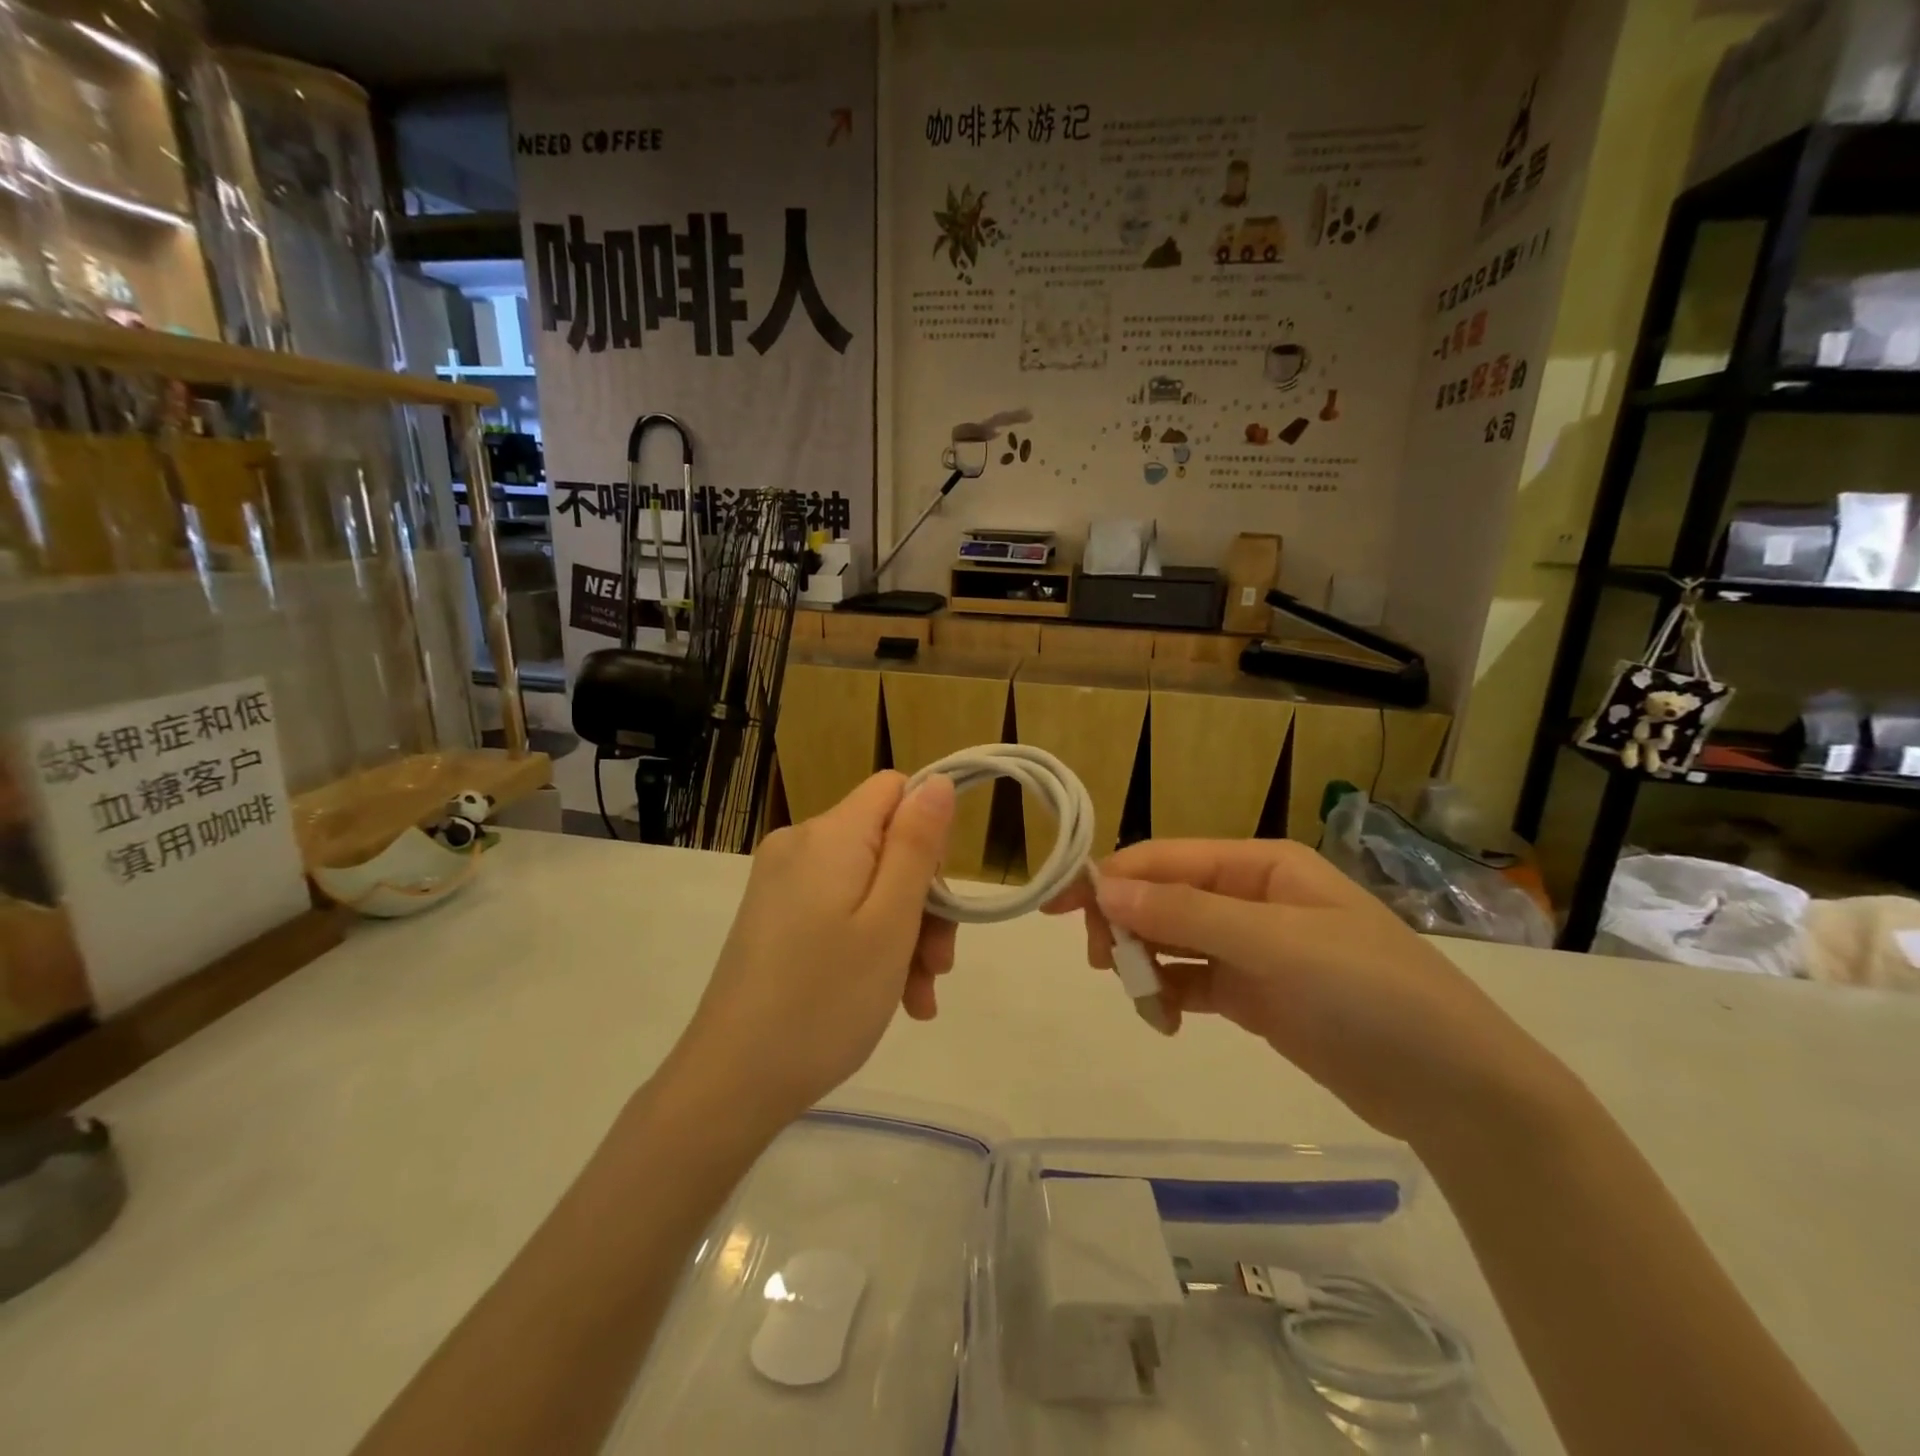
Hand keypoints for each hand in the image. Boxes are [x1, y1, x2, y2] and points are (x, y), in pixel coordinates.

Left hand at [675, 772, 957, 1125]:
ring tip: (919, 998)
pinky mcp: (773, 917)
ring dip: (903, 933)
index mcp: (829, 835)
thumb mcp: (889, 922)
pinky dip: (869, 944)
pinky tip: (894, 998)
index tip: (940, 896)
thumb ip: (916, 845)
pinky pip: (838, 911)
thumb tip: (938, 782)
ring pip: (867, 884)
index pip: (895, 790)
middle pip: (885, 843)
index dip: (929, 832)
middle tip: (939, 967)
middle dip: (922, 900)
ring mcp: (781, 883)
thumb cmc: (824, 1001)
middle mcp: (799, 845)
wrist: (730, 1083)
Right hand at [1048, 839, 1565, 1142]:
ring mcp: (1252, 948)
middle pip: (1162, 897)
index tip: (1060, 908)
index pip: (1166, 859)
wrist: (1457, 1091)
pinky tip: (1163, 1020)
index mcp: (1259, 864)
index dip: (1111, 877)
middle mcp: (1250, 897)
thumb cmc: (1370, 993)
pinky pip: (1190, 982)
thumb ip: (1186, 914)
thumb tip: (1104, 887)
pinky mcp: (1253, 994)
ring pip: (1171, 941)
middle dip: (1126, 925)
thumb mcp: (1275, 944)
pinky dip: (1167, 995)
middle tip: (1106, 966)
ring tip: (1141, 1001)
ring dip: (1144, 964)